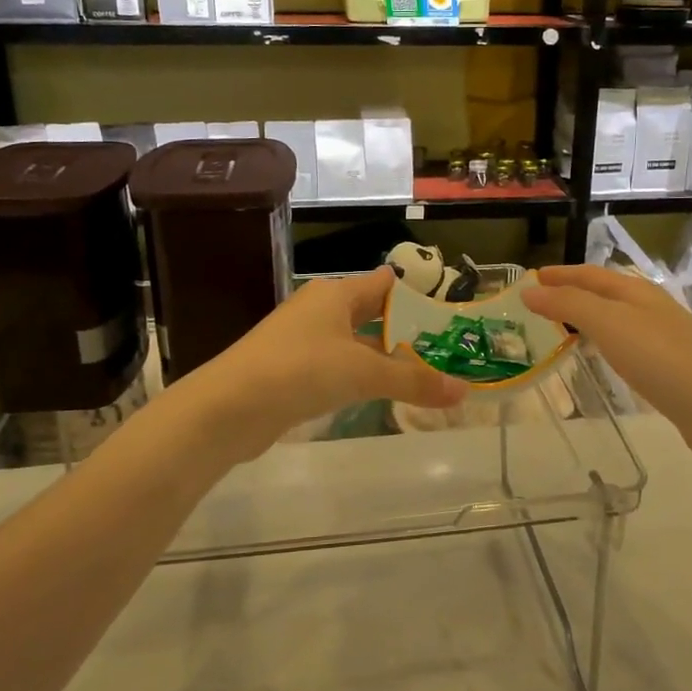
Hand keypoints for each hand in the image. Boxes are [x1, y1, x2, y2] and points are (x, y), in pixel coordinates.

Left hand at [183, 266, 464, 454]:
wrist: (228, 408)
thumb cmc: (300, 371)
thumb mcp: (363, 374)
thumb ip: (413, 381)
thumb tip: (463, 391)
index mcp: (336, 294)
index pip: (386, 283)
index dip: (418, 294)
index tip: (451, 312)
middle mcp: (320, 310)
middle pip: (372, 313)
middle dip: (406, 331)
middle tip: (446, 348)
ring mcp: (303, 341)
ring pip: (355, 344)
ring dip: (385, 357)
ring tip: (424, 374)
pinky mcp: (292, 371)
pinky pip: (337, 367)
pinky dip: (360, 377)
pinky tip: (380, 395)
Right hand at [522, 264, 691, 467]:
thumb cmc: (665, 360)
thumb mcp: (610, 324)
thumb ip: (569, 305)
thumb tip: (529, 290)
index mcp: (637, 292)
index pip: (590, 274)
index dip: (559, 275)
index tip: (529, 279)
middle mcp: (651, 309)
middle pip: (604, 293)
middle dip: (571, 294)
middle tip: (537, 306)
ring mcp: (664, 340)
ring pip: (616, 320)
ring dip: (587, 320)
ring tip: (559, 330)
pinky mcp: (671, 371)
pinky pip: (628, 348)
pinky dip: (605, 346)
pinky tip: (601, 361)